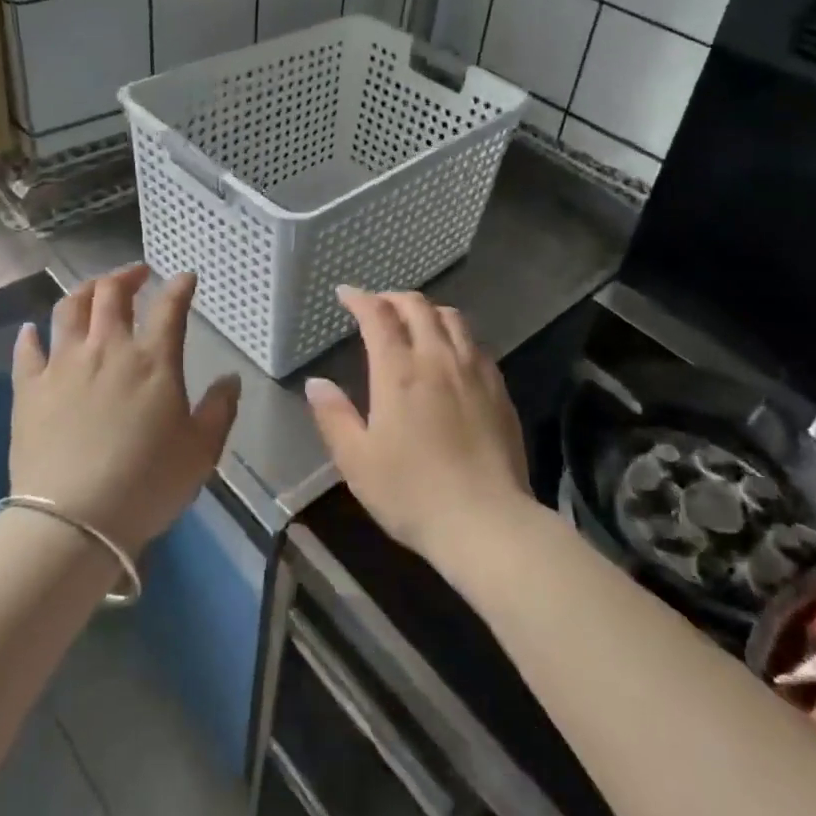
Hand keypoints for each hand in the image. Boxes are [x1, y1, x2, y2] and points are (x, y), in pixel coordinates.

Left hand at [10, 265, 240, 554]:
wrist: (74, 520)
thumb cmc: (147, 483)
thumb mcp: (201, 451)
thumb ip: (219, 409)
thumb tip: (231, 379)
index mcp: (153, 360)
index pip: (170, 307)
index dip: (180, 286)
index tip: (186, 278)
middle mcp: (107, 349)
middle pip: (111, 293)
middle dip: (126, 275)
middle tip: (137, 275)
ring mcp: (63, 365)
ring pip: (68, 309)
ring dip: (84, 291)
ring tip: (93, 291)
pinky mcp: (29, 388)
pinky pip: (27, 350)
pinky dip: (31, 335)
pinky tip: (33, 331)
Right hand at [304, 287, 529, 567]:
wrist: (487, 521)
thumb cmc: (412, 493)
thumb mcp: (357, 461)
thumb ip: (334, 416)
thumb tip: (316, 382)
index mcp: (400, 371)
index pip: (378, 316)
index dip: (360, 298)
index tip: (345, 293)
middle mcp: (438, 358)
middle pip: (418, 307)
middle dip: (393, 298)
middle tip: (377, 305)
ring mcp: (474, 370)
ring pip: (452, 318)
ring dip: (427, 310)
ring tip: (414, 321)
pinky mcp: (499, 388)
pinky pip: (475, 343)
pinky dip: (455, 333)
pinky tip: (451, 352)